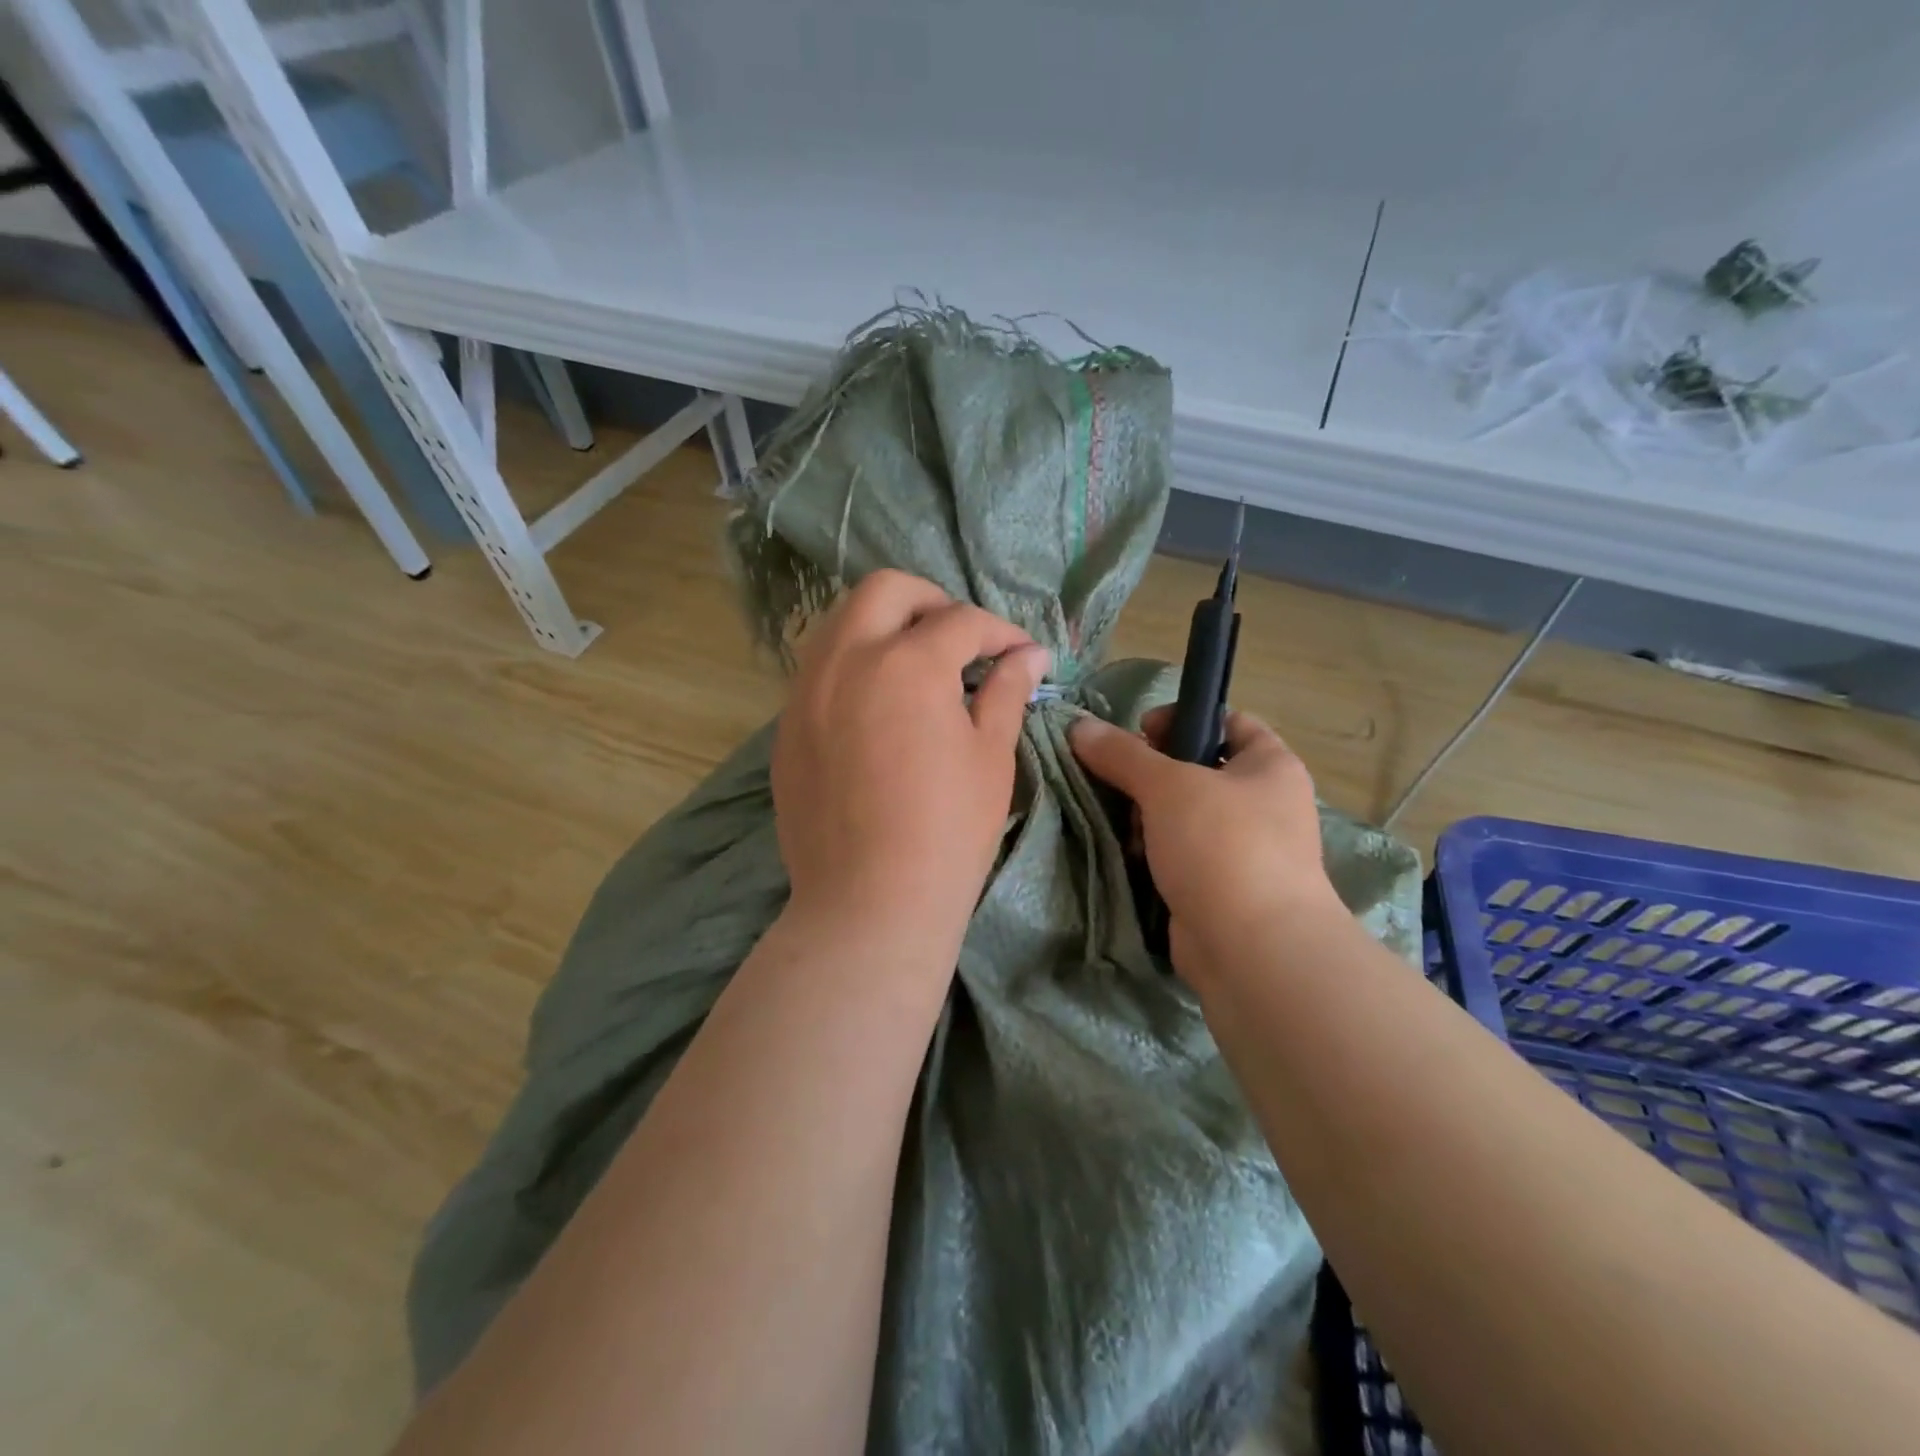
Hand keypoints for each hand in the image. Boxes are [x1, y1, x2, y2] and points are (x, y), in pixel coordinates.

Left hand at [772, 570, 1048, 946]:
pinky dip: (853, 666)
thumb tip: (1029, 655)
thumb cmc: (947, 831)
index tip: (1022, 655)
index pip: (960, 621)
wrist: (869, 902)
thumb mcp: (990, 756)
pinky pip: (819, 671)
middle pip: (885, 591)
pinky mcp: (785, 728)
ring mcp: (805, 692)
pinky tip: (878, 708)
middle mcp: (846, 660)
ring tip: (918, 667)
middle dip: (932, 601)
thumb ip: (1006, 691)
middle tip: (961, 639)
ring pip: (840, 623)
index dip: (1000, 633)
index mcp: (906, 663)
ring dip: (884, 627)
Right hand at [1069, 707, 1337, 986]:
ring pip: (1182, 816)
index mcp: (1270, 766)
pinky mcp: (1220, 886)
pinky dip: (1155, 854)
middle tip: (1123, 787)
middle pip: (1196, 770)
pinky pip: (1180, 855)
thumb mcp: (1167, 786)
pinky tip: (1134, 860)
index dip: (1182, 718)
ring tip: (1129, 832)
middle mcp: (1264, 804)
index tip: (1139, 732)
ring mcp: (1244, 849)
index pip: (1227, 721)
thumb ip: (1122, 754)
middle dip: (1151, 778)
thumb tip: (1080, 726)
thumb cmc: (1221, 846)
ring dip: (1147, 819)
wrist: (1252, 949)